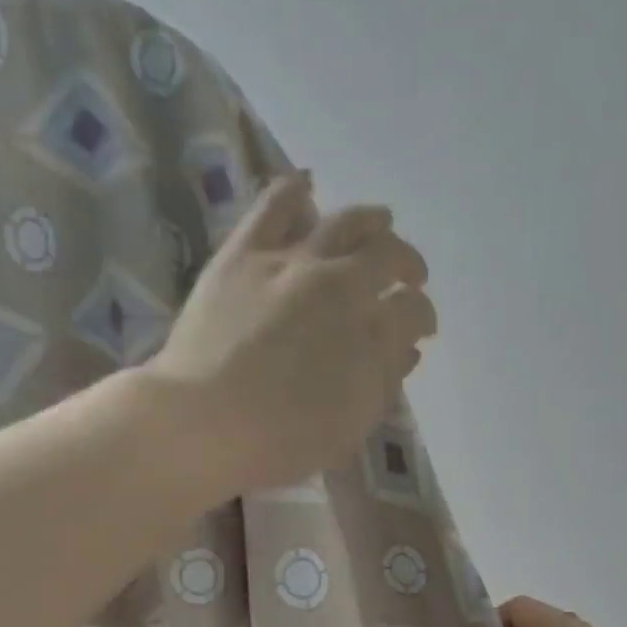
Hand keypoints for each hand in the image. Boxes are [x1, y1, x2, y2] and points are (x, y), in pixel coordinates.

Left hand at [147, 172, 434, 494]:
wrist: (204, 423)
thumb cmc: (280, 440)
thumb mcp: (348, 427)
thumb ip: (382, 383)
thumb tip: (406, 350)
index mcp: (372, 333)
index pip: (414, 311)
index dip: (422, 318)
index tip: (420, 328)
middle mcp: (343, 285)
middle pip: (389, 256)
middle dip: (408, 265)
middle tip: (409, 275)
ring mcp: (293, 261)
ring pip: (346, 221)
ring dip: (372, 222)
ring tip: (380, 223)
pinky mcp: (246, 251)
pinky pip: (277, 204)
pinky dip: (297, 190)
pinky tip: (309, 186)